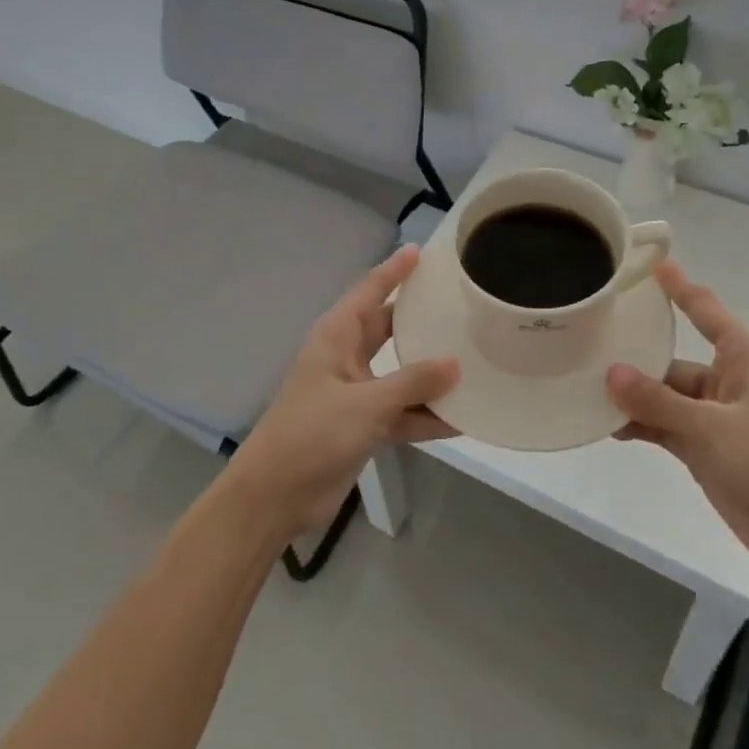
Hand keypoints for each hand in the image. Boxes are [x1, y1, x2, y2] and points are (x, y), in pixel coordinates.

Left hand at [225, 246, 457, 540]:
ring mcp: (356, 394)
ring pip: (400, 374)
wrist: (274, 497)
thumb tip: (455, 364)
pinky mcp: (364, 426)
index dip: (394, 271)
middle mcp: (347, 358)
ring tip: (474, 360)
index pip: (369, 292)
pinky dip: (426, 415)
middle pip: (389, 328)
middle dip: (420, 318)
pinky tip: (462, 419)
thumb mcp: (365, 404)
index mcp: (336, 337)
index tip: (421, 252)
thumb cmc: (311, 434)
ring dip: (431, 374)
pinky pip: (402, 412)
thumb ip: (412, 383)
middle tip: (459, 303)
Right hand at [605, 261, 748, 577]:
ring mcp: (718, 416)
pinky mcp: (709, 449)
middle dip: (636, 356)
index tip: (649, 263)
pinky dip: (643, 425)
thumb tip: (610, 373)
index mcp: (745, 356)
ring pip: (667, 396)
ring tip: (585, 386)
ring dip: (634, 397)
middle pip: (674, 358)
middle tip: (588, 342)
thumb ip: (658, 401)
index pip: (704, 309)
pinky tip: (607, 424)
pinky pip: (668, 426)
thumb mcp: (712, 427)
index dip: (677, 286)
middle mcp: (730, 378)